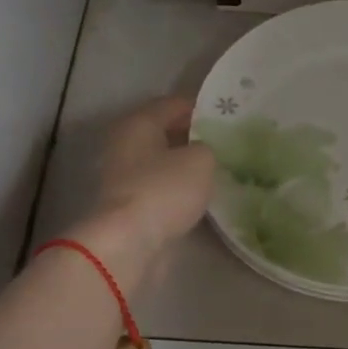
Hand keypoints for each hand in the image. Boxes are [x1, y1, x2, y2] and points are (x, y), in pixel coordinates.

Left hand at [71, 97, 216, 286]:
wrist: (129, 244)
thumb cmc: (164, 190)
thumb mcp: (201, 160)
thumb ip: (206, 147)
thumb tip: (200, 153)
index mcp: (137, 123)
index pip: (171, 104)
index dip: (198, 108)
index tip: (224, 116)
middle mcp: (124, 145)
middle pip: (162, 133)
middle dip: (191, 137)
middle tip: (222, 144)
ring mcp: (122, 178)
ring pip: (160, 163)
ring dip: (182, 166)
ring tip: (215, 171)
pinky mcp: (127, 206)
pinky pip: (158, 188)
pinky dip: (175, 190)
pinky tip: (198, 196)